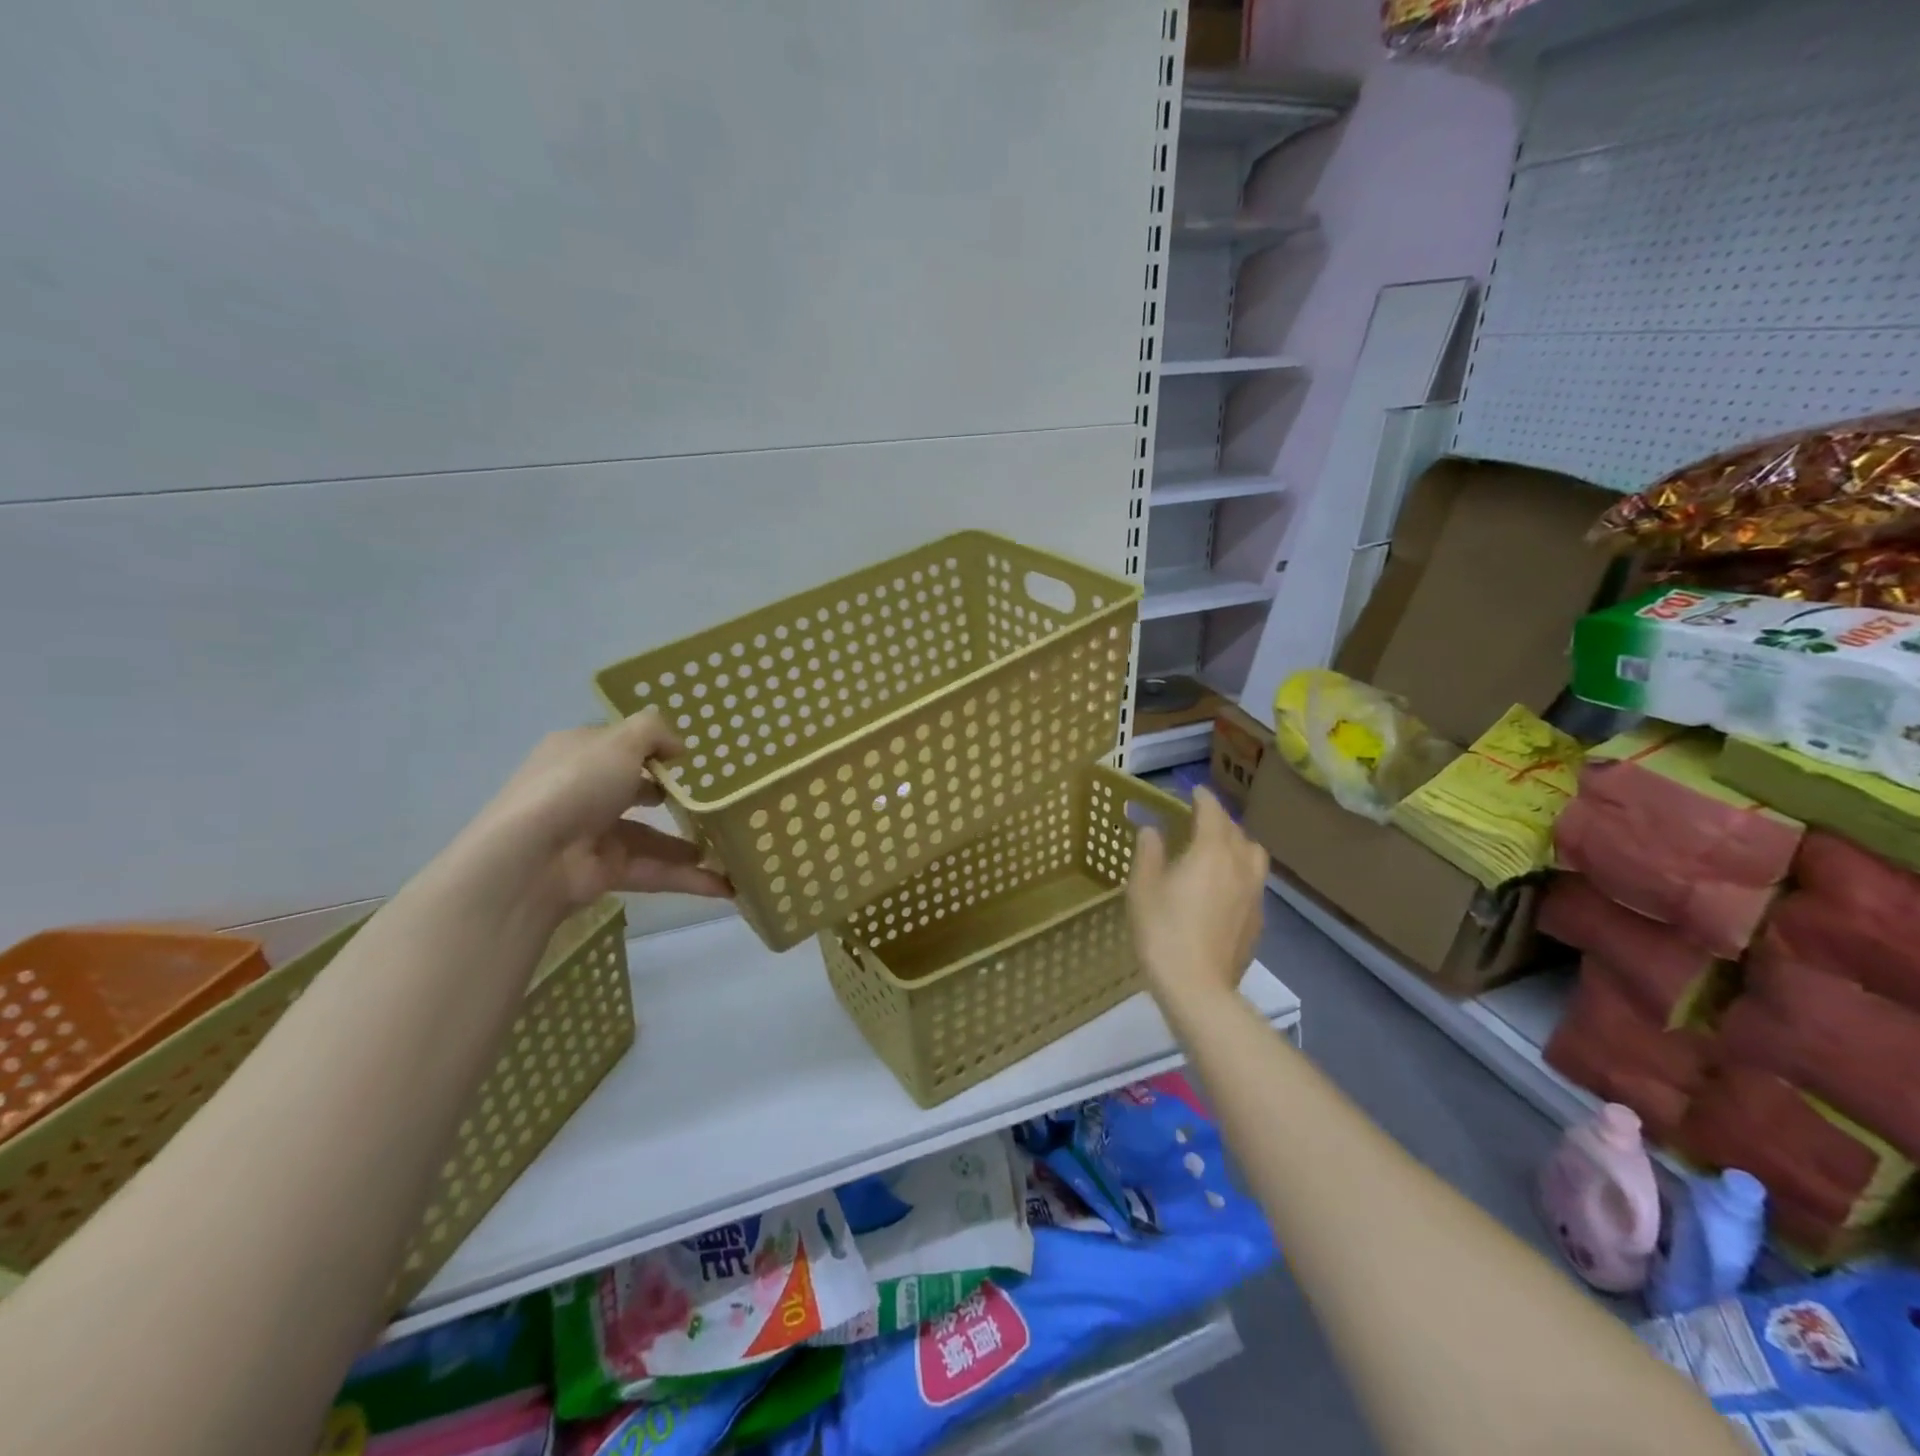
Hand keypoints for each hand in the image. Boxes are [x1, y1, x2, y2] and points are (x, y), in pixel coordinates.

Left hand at [448, 711, 732, 922]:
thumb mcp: (620, 741)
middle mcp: (582, 791)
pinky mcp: (604, 872)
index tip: (690, 757)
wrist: (529, 859)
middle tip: (713, 800)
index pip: (617, 745)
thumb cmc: (575, 785)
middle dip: (672, 797)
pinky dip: (687, 879)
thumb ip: (654, 732)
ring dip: (687, 845)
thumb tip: (678, 747)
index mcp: (578, 753)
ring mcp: (592, 835)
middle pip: (634, 791)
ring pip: (650, 837)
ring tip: (729, 847)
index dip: (651, 746)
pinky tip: (725, 885)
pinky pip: (654, 872)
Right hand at [1127, 788, 1267, 1011]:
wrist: (1197, 987)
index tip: (1194, 790)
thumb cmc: (1162, 931)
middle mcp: (1239, 865)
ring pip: (1253, 855)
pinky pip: (1253, 882)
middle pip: (1236, 831)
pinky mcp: (1258, 919)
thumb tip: (1152, 829)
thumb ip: (1149, 852)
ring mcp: (1254, 894)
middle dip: (1219, 820)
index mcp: (1211, 851)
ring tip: (1217, 850)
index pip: (1212, 812)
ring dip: (1237, 844)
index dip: (1203, 798)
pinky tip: (1222, 888)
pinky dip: (1240, 872)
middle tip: (1199, 820)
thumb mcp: (1143, 887)